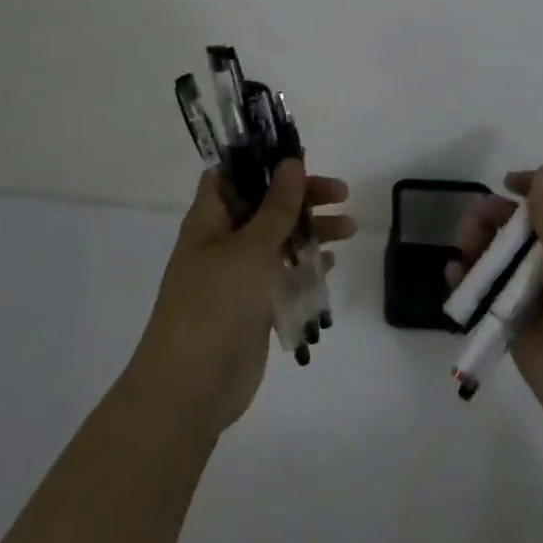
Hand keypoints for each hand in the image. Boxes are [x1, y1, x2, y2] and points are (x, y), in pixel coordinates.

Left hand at [128, 159, 354, 437]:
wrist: (192, 386)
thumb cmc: (215, 304)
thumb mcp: (249, 248)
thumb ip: (276, 206)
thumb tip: (291, 161)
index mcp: (209, 220)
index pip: (231, 175)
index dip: (261, 161)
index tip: (299, 156)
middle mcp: (222, 242)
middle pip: (264, 205)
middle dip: (301, 196)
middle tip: (341, 194)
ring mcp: (238, 276)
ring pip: (279, 240)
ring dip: (312, 230)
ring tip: (350, 229)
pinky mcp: (254, 305)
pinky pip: (283, 275)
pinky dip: (305, 265)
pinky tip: (331, 262)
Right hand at [450, 166, 542, 444]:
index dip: (531, 190)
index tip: (506, 182)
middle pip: (516, 231)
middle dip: (493, 218)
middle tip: (475, 217)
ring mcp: (530, 296)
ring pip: (496, 259)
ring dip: (476, 245)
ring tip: (463, 245)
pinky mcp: (510, 324)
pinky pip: (483, 295)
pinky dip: (466, 281)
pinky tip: (453, 274)